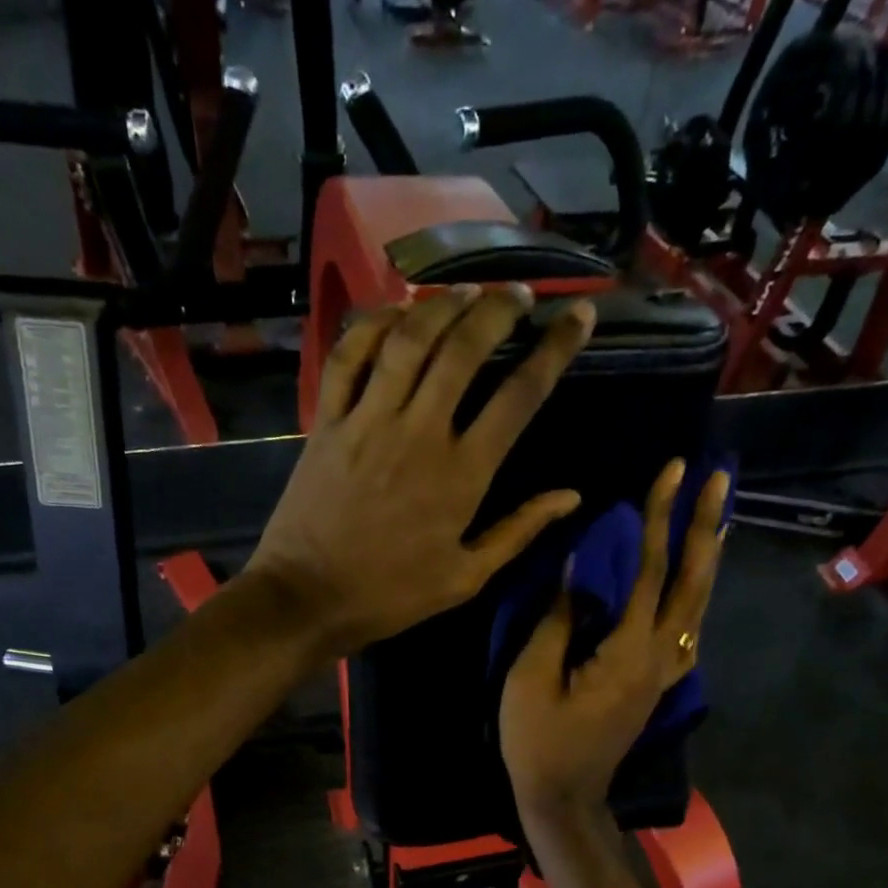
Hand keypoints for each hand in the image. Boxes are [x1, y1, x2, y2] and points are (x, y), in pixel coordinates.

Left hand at [244, 285, 594, 658]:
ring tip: (466, 290)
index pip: (520, 394)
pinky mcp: (328, 421)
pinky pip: (349, 356)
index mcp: (462, 473)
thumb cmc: (391, 595)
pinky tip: (394, 312)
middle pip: (465, 347)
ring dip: (442, 304)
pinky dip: (372, 324)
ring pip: (409, 339)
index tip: (579, 315)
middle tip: (518, 295)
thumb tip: (570, 495)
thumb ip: (518, 531)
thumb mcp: (465, 577)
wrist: (308, 598)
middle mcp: (420, 432)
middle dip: (499, 308)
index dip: (555, 348)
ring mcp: (368, 420)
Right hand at [501, 458, 729, 821]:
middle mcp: (659, 658)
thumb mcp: (532, 677)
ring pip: (697, 607)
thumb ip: (559, 618)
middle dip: (706, 527)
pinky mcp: (657, 687)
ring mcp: (664, 676)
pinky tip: (694, 587)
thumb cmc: (538, 741)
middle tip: (718, 479)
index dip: (659, 519)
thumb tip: (580, 564)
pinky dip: (696, 601)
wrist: (564, 799)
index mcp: (627, 652)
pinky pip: (687, 634)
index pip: (649, 571)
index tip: (672, 471)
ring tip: (717, 519)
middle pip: (693, 583)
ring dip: (708, 559)